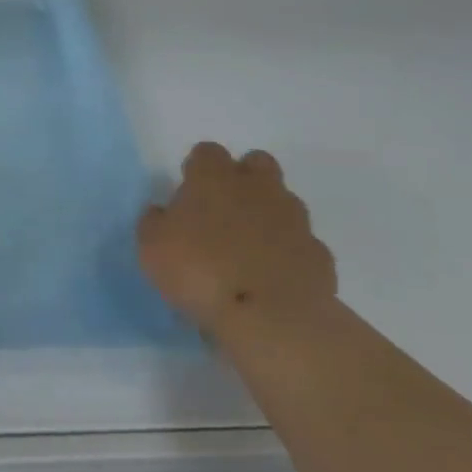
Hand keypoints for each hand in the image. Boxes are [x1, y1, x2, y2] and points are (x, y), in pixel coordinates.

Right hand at [138, 143, 336, 339]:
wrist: (272, 319)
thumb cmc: (202, 272)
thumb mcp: (152, 248)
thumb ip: (154, 222)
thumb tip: (162, 214)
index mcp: (214, 178)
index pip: (207, 152)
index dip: (198, 169)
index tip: (190, 193)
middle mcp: (257, 188)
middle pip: (257, 163)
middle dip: (245, 178)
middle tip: (226, 211)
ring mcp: (294, 220)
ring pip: (285, 202)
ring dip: (270, 217)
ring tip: (252, 251)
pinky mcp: (319, 256)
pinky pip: (303, 246)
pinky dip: (291, 256)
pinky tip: (276, 280)